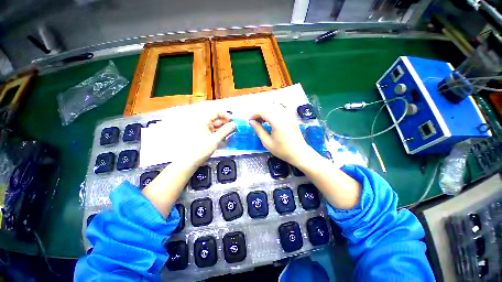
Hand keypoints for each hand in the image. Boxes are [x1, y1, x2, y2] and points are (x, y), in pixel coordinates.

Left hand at [183, 112, 235, 167]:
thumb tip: (234, 124)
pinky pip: (216, 132)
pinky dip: (221, 134)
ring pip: (217, 126)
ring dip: (225, 129)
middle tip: (235, 128)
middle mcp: (204, 123)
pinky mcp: (207, 136)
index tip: (232, 121)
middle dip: (226, 123)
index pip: (216, 113)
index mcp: (203, 121)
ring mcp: (205, 130)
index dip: (225, 115)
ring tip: (232, 133)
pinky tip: (227, 137)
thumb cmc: (201, 148)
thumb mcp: (215, 139)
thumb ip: (226, 130)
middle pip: (217, 120)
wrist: (191, 161)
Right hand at [249, 104, 313, 165]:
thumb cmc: (282, 150)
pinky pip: (282, 109)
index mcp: (277, 122)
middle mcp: (284, 116)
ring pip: (275, 107)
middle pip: (269, 107)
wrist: (299, 154)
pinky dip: (274, 111)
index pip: (264, 112)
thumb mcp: (267, 142)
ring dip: (267, 111)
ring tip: (262, 120)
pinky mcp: (292, 118)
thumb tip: (251, 122)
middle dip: (260, 112)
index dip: (255, 114)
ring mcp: (289, 116)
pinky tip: (271, 119)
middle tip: (255, 121)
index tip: (250, 121)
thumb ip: (259, 130)